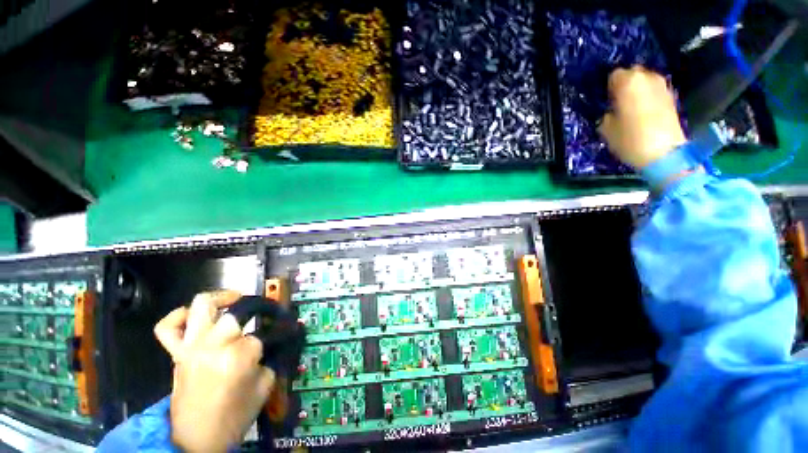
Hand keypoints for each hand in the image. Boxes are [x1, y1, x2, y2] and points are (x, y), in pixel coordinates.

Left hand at [154, 291, 274, 452]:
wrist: (197, 440)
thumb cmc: (234, 415)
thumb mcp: (264, 386)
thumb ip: (270, 357)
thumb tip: (274, 341)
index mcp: (239, 357)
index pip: (266, 332)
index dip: (280, 331)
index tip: (288, 330)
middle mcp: (214, 345)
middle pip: (237, 312)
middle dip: (257, 309)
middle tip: (265, 314)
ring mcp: (191, 348)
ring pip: (201, 306)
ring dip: (222, 298)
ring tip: (235, 299)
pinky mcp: (176, 355)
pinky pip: (167, 328)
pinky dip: (179, 316)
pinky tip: (194, 316)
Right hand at [598, 66, 686, 169]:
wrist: (664, 152)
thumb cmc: (629, 139)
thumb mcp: (606, 128)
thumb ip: (606, 112)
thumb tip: (610, 109)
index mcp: (628, 82)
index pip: (613, 75)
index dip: (608, 87)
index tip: (605, 100)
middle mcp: (646, 77)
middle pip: (631, 73)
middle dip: (624, 84)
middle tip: (617, 102)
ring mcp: (662, 85)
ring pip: (644, 80)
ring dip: (637, 90)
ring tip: (630, 107)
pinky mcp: (671, 96)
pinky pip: (654, 90)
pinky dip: (647, 96)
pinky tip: (643, 111)